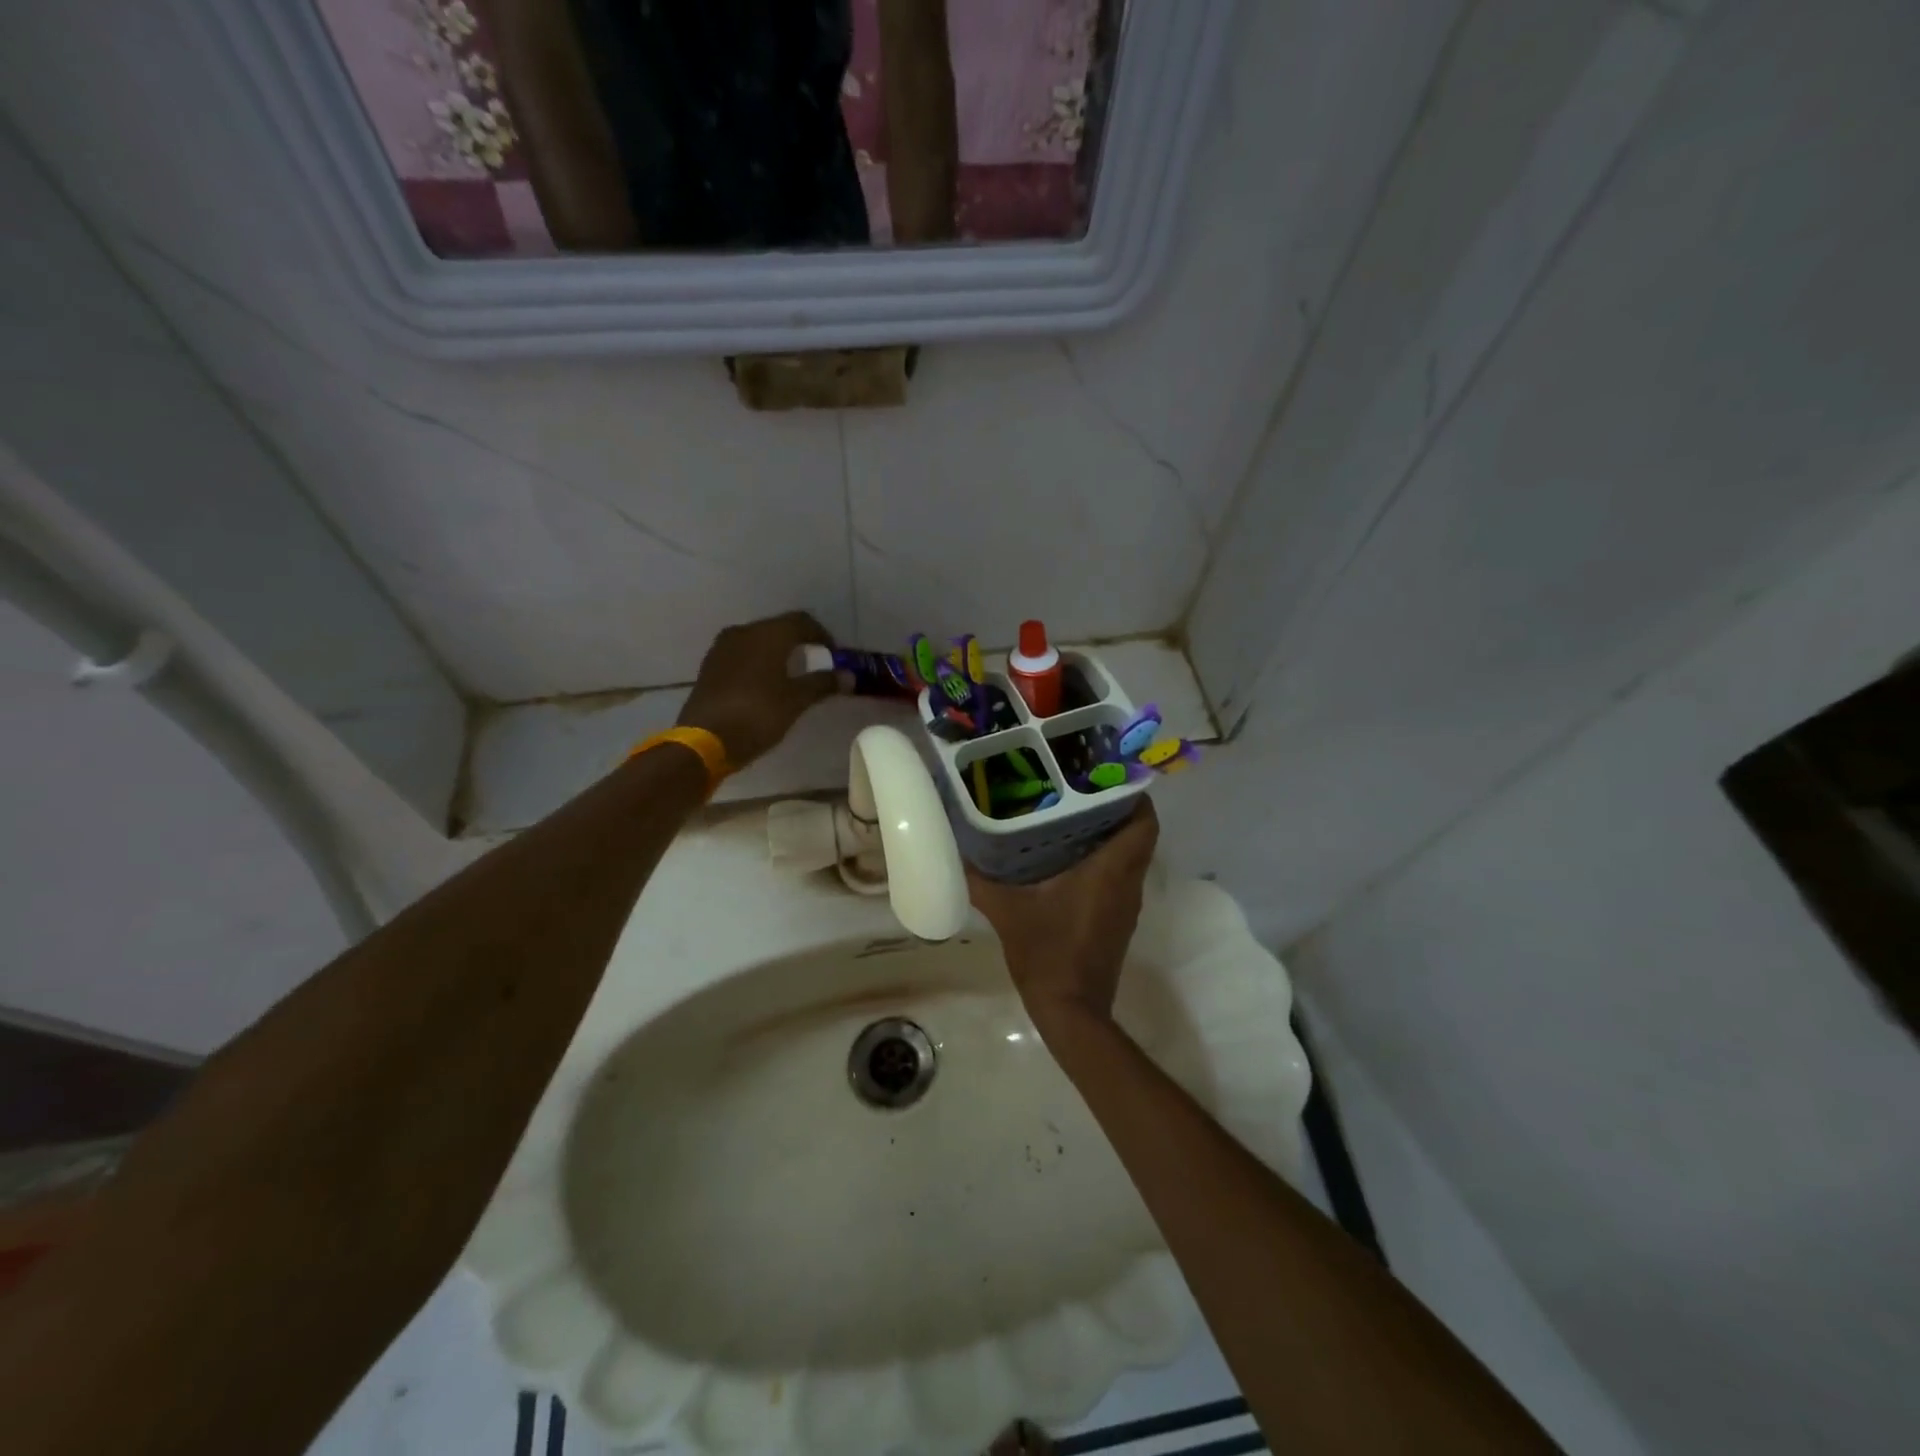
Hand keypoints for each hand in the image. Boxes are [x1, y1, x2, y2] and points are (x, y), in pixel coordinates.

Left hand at [677, 611, 836, 767]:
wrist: (705, 740)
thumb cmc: (757, 715)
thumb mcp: (796, 701)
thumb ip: (822, 684)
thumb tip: (849, 676)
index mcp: (768, 634)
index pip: (802, 621)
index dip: (822, 636)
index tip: (834, 656)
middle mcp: (744, 632)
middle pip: (779, 628)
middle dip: (800, 643)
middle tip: (816, 665)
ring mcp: (722, 648)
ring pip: (758, 641)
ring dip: (778, 652)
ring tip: (791, 676)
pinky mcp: (710, 666)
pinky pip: (742, 655)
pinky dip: (759, 663)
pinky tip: (765, 685)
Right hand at [967, 801, 1158, 1029]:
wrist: (1071, 1012)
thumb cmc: (1046, 954)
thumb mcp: (1007, 911)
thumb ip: (980, 878)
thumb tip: (956, 848)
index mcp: (1110, 871)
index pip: (1144, 821)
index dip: (1133, 794)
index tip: (1105, 775)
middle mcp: (1127, 883)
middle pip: (1139, 834)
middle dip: (1116, 808)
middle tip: (1079, 789)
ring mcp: (1126, 904)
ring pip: (1130, 856)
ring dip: (1110, 834)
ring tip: (1070, 815)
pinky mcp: (1118, 920)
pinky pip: (1120, 876)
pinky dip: (1104, 859)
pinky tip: (1067, 857)